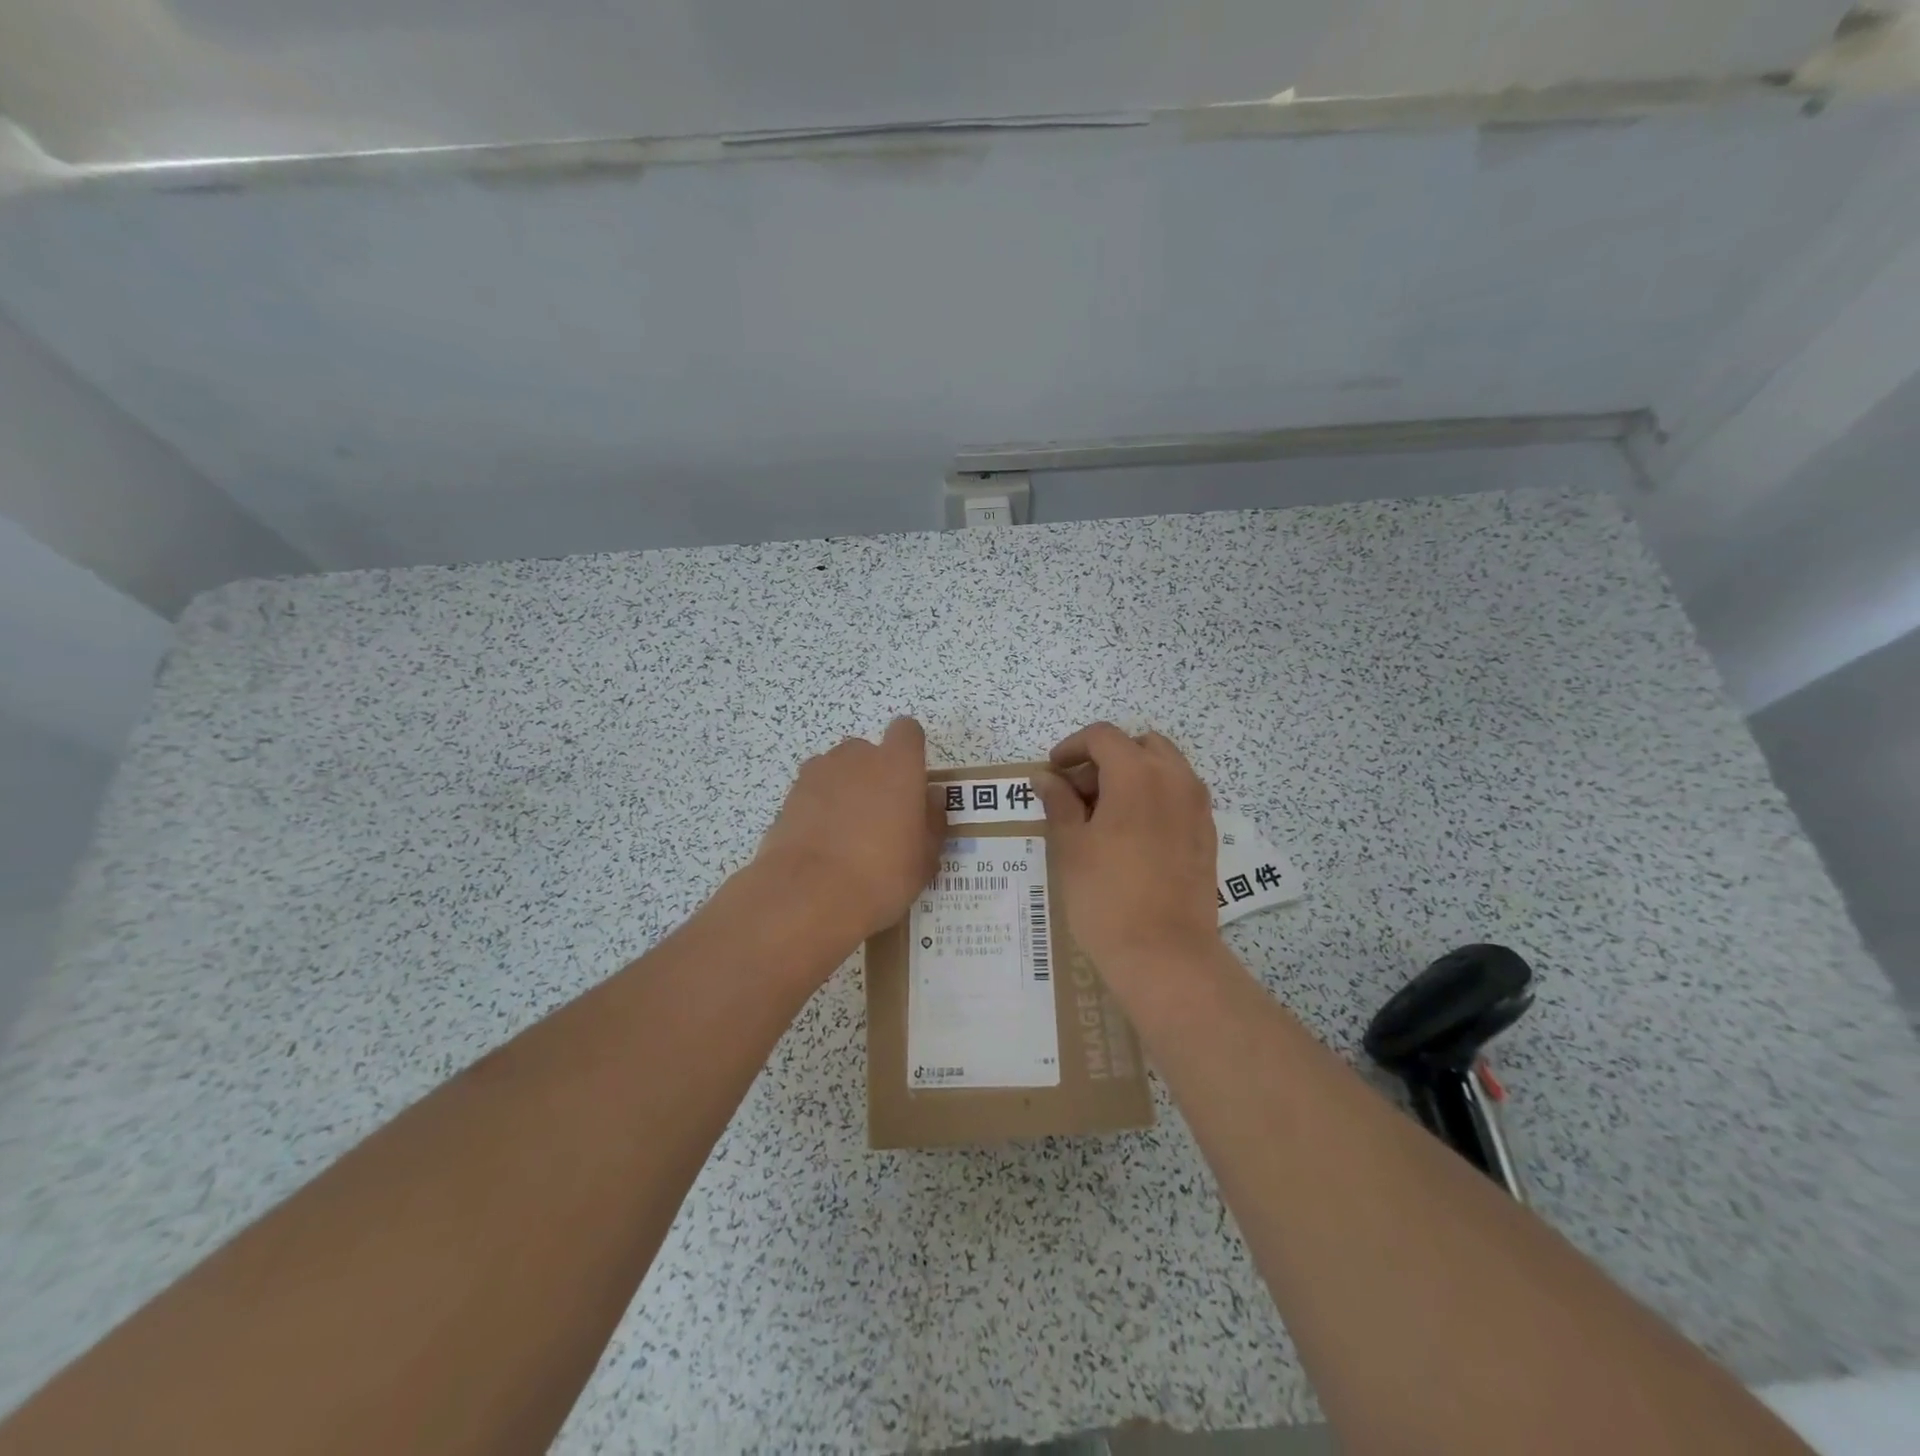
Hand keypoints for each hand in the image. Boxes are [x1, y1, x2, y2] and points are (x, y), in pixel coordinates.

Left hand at [752, 717, 943, 947]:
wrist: (809, 895)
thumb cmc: (882, 874)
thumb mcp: (924, 858)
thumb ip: (932, 821)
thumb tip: (930, 798)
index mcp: (897, 764)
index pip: (907, 731)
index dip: (910, 751)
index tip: (912, 781)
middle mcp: (857, 758)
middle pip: (868, 752)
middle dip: (874, 774)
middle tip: (881, 817)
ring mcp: (817, 774)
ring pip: (837, 770)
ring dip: (844, 789)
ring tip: (847, 833)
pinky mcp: (789, 796)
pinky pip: (812, 793)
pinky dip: (818, 809)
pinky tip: (822, 844)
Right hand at [1032, 723, 1220, 986]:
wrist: (1165, 955)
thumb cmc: (1106, 896)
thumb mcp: (1070, 846)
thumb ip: (1059, 802)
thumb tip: (1046, 777)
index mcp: (1137, 773)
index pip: (1103, 737)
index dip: (1072, 747)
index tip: (1053, 772)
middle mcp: (1175, 779)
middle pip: (1139, 745)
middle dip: (1106, 759)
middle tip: (1078, 793)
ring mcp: (1197, 806)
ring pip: (1164, 768)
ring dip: (1132, 776)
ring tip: (1104, 815)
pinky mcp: (1207, 833)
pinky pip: (1179, 796)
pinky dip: (1154, 797)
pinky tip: (1132, 836)